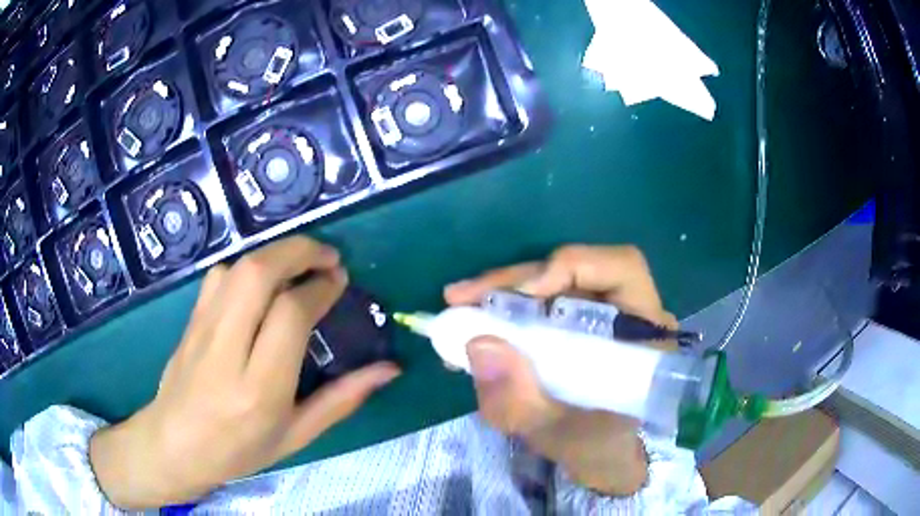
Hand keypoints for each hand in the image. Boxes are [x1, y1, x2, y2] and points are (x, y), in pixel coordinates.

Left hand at [90, 236, 399, 508]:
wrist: (174, 444)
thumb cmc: (240, 449)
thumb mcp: (297, 435)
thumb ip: (343, 399)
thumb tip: (389, 369)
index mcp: (259, 388)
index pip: (290, 314)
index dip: (321, 288)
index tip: (339, 281)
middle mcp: (227, 350)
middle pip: (259, 273)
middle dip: (299, 251)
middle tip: (327, 257)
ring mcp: (202, 329)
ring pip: (238, 267)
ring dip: (274, 255)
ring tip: (299, 266)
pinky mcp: (190, 319)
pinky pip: (219, 275)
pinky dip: (247, 266)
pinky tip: (261, 283)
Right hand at [445, 245, 676, 495]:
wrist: (601, 458)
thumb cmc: (595, 448)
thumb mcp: (557, 435)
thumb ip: (520, 401)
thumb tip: (478, 344)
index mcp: (644, 333)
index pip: (621, 268)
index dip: (572, 267)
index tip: (525, 293)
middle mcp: (625, 313)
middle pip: (574, 269)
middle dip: (515, 280)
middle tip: (462, 297)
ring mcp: (599, 316)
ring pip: (551, 283)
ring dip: (503, 292)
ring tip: (460, 308)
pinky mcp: (576, 325)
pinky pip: (540, 303)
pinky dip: (505, 309)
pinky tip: (475, 325)